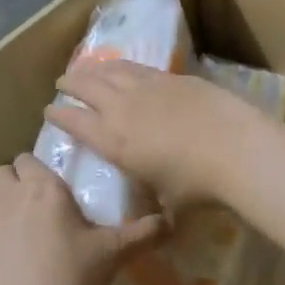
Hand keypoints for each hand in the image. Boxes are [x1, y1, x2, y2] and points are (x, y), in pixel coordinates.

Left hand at [0, 153, 165, 284]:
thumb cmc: (73, 278)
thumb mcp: (114, 253)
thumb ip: (143, 233)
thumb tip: (171, 221)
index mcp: (42, 188)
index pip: (28, 158)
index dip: (38, 170)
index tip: (54, 189)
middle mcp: (8, 198)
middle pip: (1, 173)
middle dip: (15, 183)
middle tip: (38, 208)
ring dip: (2, 212)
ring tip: (24, 240)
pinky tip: (8, 272)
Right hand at [46, 60, 268, 209]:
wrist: (235, 149)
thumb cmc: (198, 186)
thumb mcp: (168, 203)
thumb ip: (155, 205)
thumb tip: (158, 220)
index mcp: (115, 142)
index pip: (76, 123)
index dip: (59, 116)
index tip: (48, 111)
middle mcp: (123, 109)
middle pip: (87, 88)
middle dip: (70, 84)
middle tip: (61, 83)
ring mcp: (147, 88)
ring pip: (110, 71)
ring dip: (93, 69)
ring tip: (85, 69)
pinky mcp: (172, 78)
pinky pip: (137, 67)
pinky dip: (121, 65)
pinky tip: (121, 66)